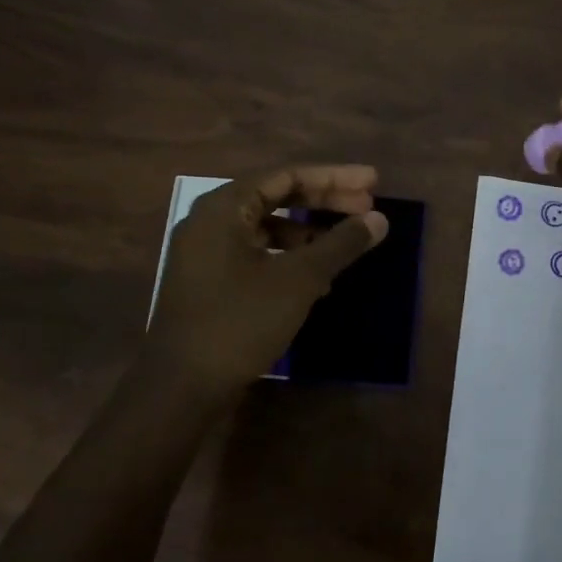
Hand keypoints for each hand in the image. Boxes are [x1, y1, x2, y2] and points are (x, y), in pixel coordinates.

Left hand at [149, 165, 388, 391]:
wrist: (182, 386)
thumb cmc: (240, 322)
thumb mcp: (298, 280)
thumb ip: (340, 244)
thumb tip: (379, 220)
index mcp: (225, 207)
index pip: (287, 175)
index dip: (334, 177)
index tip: (373, 182)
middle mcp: (211, 221)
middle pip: (277, 197)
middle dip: (324, 201)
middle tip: (368, 207)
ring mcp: (206, 252)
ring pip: (267, 227)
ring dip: (309, 231)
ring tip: (346, 243)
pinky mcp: (210, 281)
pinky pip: (256, 252)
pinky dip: (289, 256)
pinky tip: (317, 277)